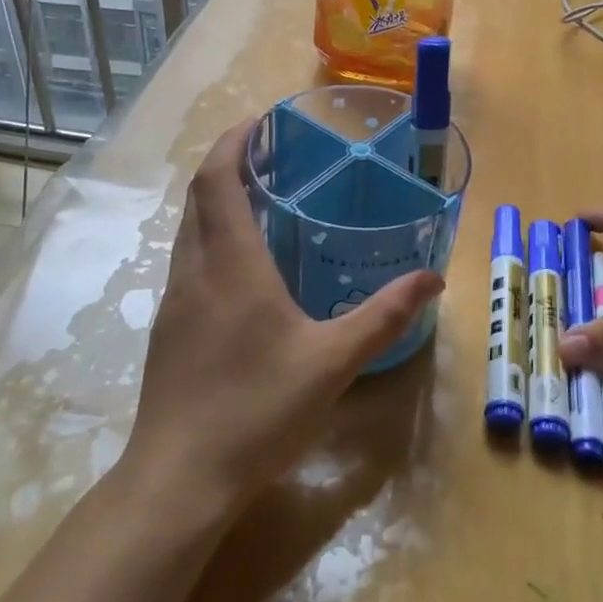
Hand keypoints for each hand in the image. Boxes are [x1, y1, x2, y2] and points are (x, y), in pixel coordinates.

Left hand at [120, 119, 443, 519]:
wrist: (179, 480)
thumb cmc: (257, 409)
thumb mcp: (333, 361)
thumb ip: (384, 316)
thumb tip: (431, 279)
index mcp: (231, 264)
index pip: (218, 180)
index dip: (234, 142)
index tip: (261, 121)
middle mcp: (195, 271)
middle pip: (199, 196)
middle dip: (228, 163)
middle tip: (271, 154)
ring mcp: (176, 302)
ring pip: (189, 229)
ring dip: (217, 201)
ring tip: (261, 200)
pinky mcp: (170, 330)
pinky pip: (189, 261)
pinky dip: (212, 238)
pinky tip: (245, 268)